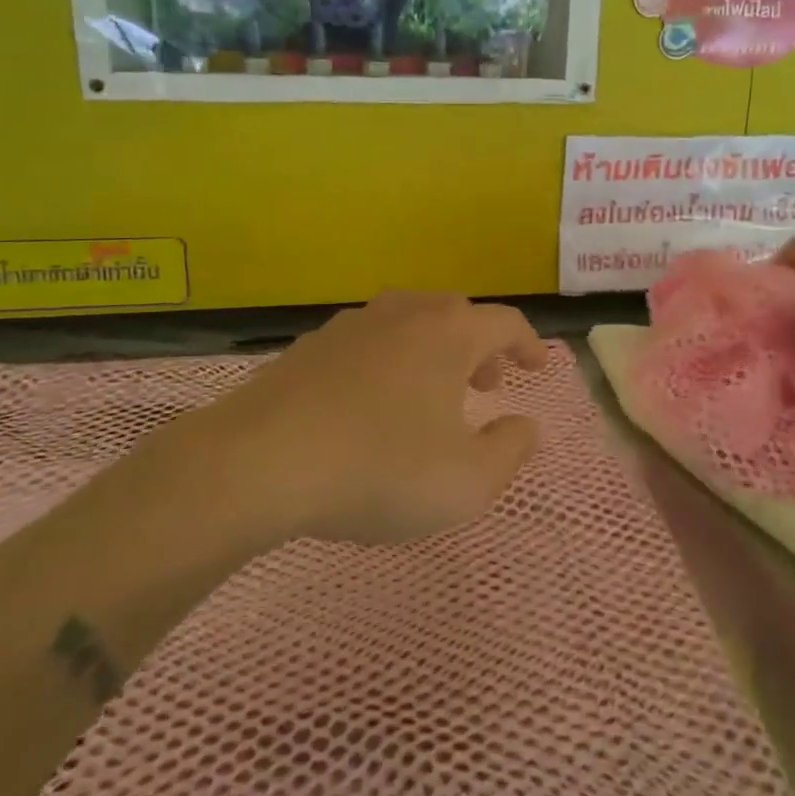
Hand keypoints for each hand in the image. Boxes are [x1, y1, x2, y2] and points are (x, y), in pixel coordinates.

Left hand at [186, 291, 549, 546]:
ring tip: (432, 394)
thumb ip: (510, 450)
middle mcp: (403, 314)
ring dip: (433, 350)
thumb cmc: (378, 469)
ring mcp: (351, 326)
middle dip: (480, 346)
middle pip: (456, 313)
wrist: (257, 463)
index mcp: (448, 333)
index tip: (537, 367)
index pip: (504, 322)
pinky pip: (368, 342)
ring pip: (409, 322)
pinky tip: (373, 402)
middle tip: (486, 383)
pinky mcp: (310, 347)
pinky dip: (389, 361)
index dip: (528, 343)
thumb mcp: (467, 481)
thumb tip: (525, 425)